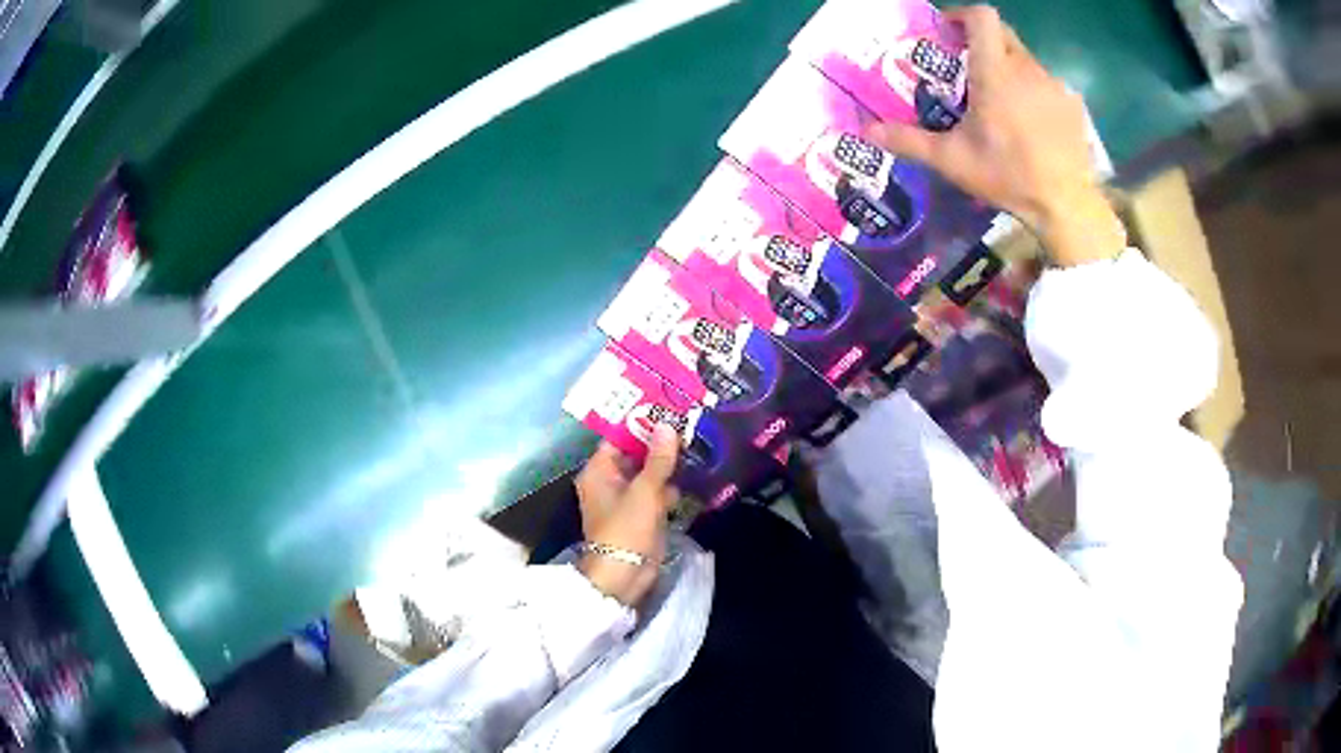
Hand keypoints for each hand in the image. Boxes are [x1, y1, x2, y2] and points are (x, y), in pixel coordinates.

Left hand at [573, 425, 679, 606]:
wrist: (624, 575)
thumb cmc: (626, 528)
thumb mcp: (645, 491)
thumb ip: (659, 459)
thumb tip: (668, 426)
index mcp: (599, 471)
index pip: (619, 437)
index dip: (641, 423)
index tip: (667, 409)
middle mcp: (608, 481)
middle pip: (636, 455)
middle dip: (660, 445)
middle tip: (688, 424)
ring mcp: (625, 500)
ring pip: (649, 474)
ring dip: (669, 467)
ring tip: (697, 445)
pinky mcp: (640, 516)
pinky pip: (656, 494)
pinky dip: (670, 488)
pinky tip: (694, 476)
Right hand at [866, 5, 1125, 266]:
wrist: (1066, 205)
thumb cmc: (1008, 176)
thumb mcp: (952, 160)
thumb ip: (909, 141)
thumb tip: (867, 131)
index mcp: (994, 72)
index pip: (982, 16)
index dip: (963, 15)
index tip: (950, 32)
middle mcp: (1026, 68)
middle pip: (1003, 34)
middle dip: (983, 42)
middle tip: (970, 69)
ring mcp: (1053, 85)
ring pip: (1026, 61)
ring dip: (1010, 70)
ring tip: (1003, 104)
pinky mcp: (1072, 104)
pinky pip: (1048, 85)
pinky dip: (1035, 93)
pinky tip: (1033, 124)